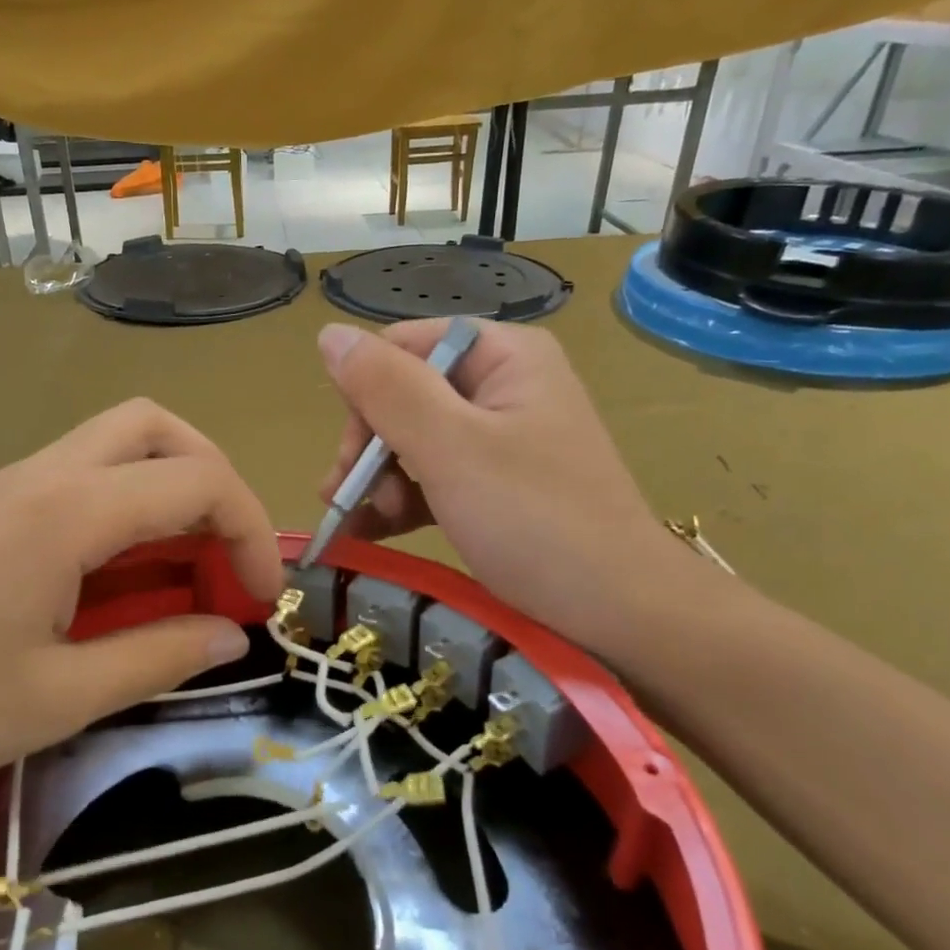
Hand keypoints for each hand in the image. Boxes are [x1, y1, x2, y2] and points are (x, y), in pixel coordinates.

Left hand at [0, 399, 283, 806]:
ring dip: (168, 488)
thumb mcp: (58, 698)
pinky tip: (117, 575)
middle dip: (212, 477)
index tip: (261, 597)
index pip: (197, 482)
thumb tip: (231, 635)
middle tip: (224, 551)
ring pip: (116, 444)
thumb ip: (158, 657)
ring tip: (183, 566)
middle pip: (156, 427)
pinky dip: (125, 506)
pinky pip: (80, 477)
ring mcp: (9, 485)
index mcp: (68, 512)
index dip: (249, 531)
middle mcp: (44, 476)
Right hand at [317, 319, 685, 657]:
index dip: (366, 396)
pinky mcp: (497, 483)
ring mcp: (502, 437)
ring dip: (379, 480)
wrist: (620, 615)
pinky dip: (401, 501)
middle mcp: (503, 385)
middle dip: (371, 448)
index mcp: (503, 356)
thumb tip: (329, 334)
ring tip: (366, 524)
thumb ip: (386, 388)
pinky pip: (433, 475)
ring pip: (412, 439)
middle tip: (350, 499)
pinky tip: (369, 532)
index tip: (352, 457)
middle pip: (403, 395)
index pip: (403, 348)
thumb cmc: (535, 522)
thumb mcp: (450, 449)